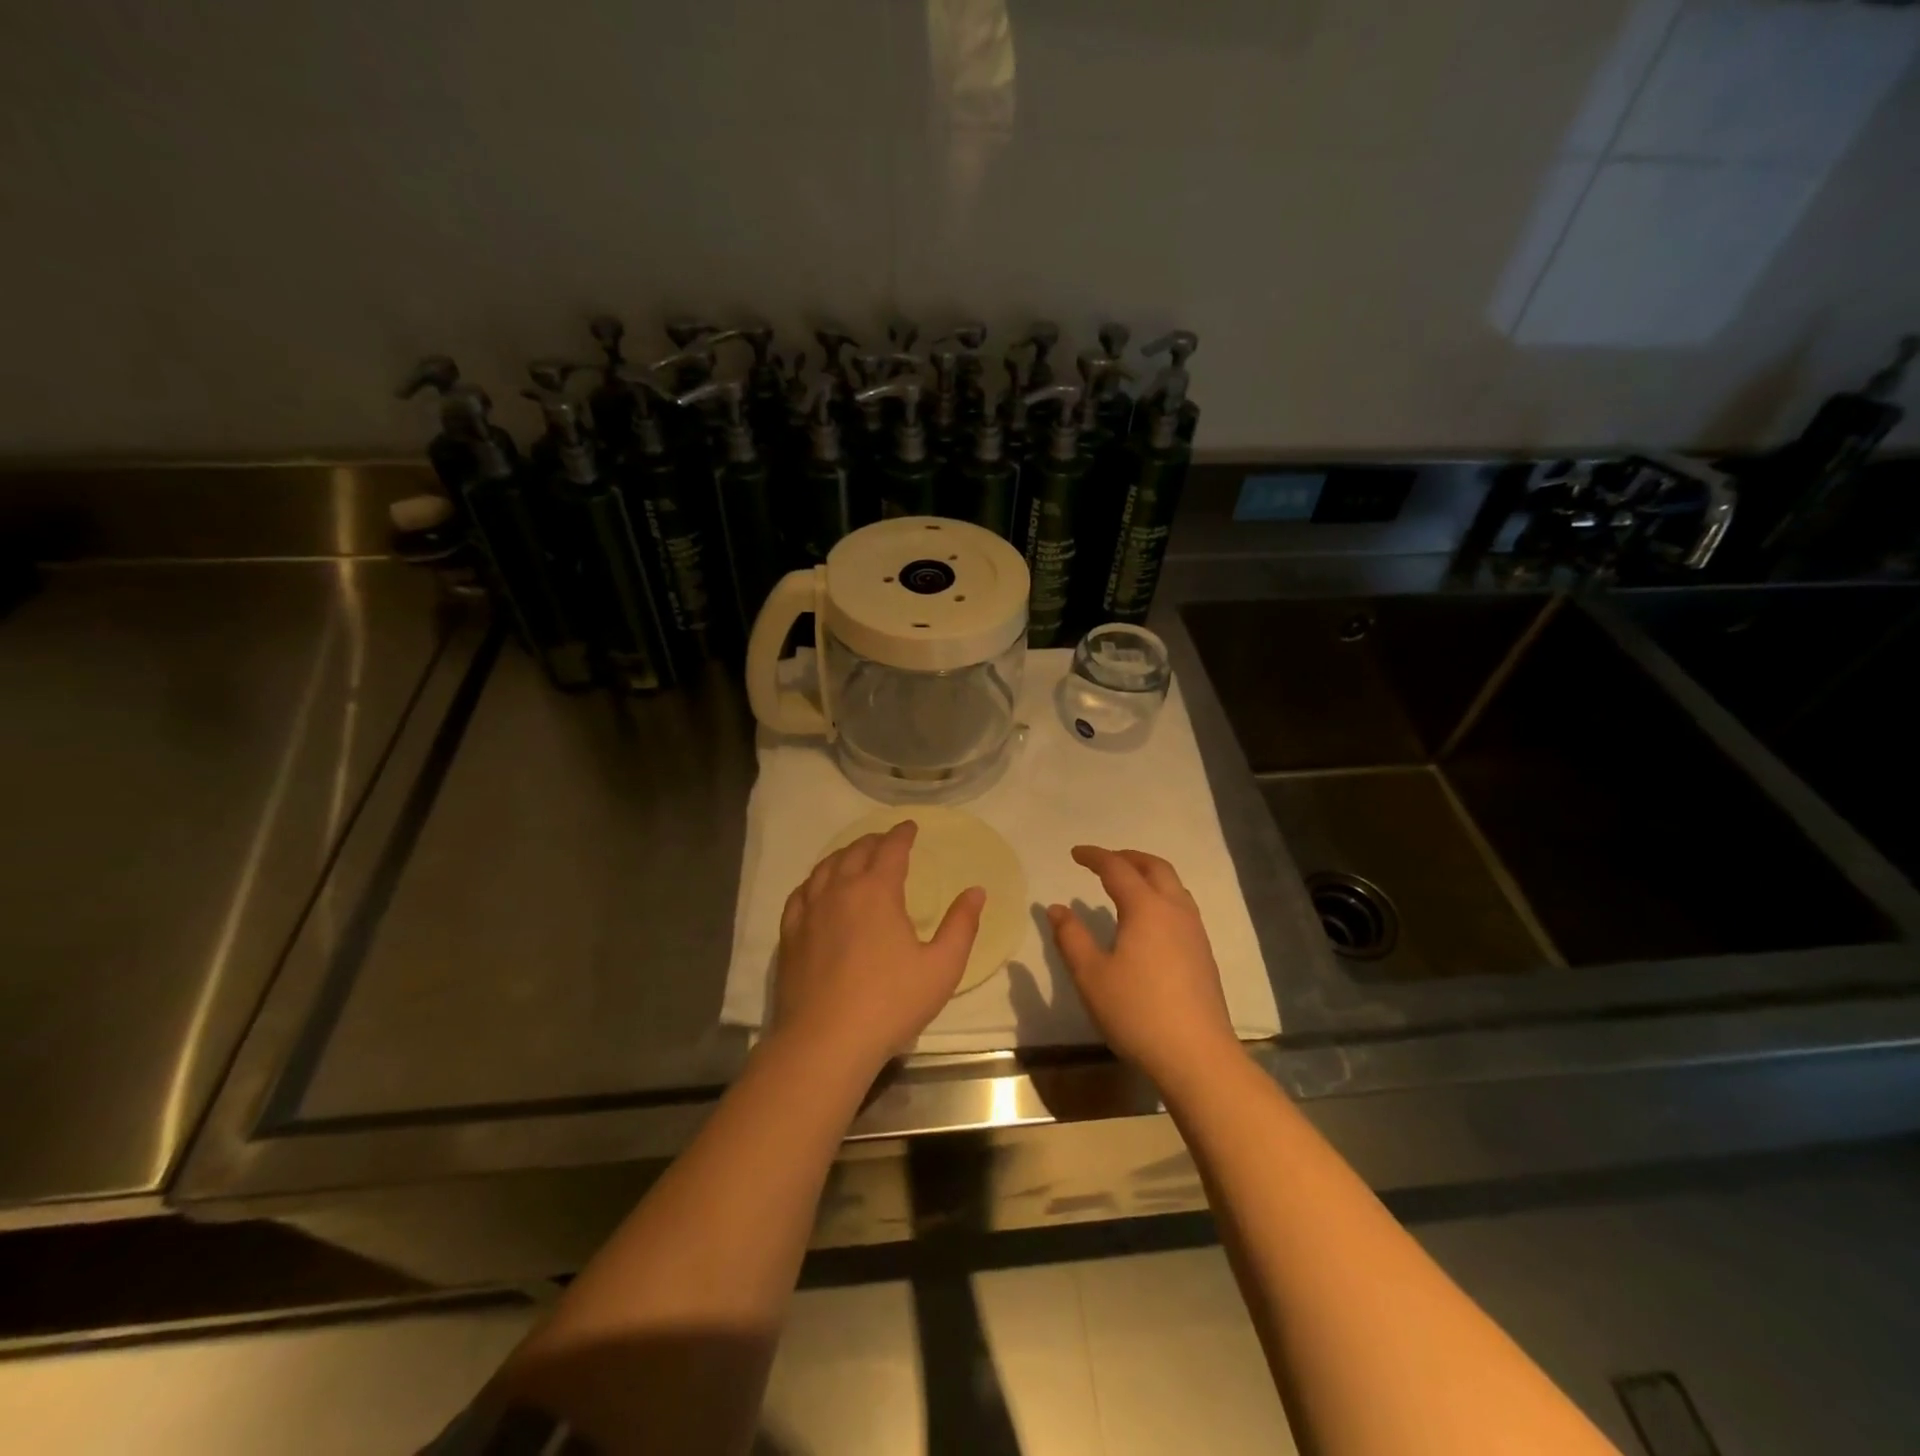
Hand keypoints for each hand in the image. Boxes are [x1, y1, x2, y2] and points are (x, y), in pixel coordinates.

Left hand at [771, 820, 984, 1076]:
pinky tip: (817, 889)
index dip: (902, 834)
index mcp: (877, 891)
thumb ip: (961, 925)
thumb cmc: (890, 1003)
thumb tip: (976, 891)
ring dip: (844, 856)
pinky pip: (801, 893)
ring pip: (825, 868)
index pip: (891, 849)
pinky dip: (814, 881)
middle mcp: (840, 890)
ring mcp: (809, 911)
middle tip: (886, 841)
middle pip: (855, 852)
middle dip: (874, 841)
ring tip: (854, 857)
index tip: (910, 827)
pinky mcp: (790, 935)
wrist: (826, 1042)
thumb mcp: (942, 967)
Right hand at [1048, 846, 1238, 1088]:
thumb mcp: (1091, 976)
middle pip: (1155, 867)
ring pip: (1174, 886)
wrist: (1197, 1055)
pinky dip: (1161, 896)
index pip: (1117, 868)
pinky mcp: (1204, 954)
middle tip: (1103, 861)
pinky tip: (1149, 921)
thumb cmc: (1137, 1012)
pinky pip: (1182, 907)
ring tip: (1127, 885)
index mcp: (1146, 908)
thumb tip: (1057, 908)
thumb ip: (1071, 937)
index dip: (1095, 856)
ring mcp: (1195, 932)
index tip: (1075, 853)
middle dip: (1128, 857)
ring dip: (1149, 875)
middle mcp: (1175, 910)